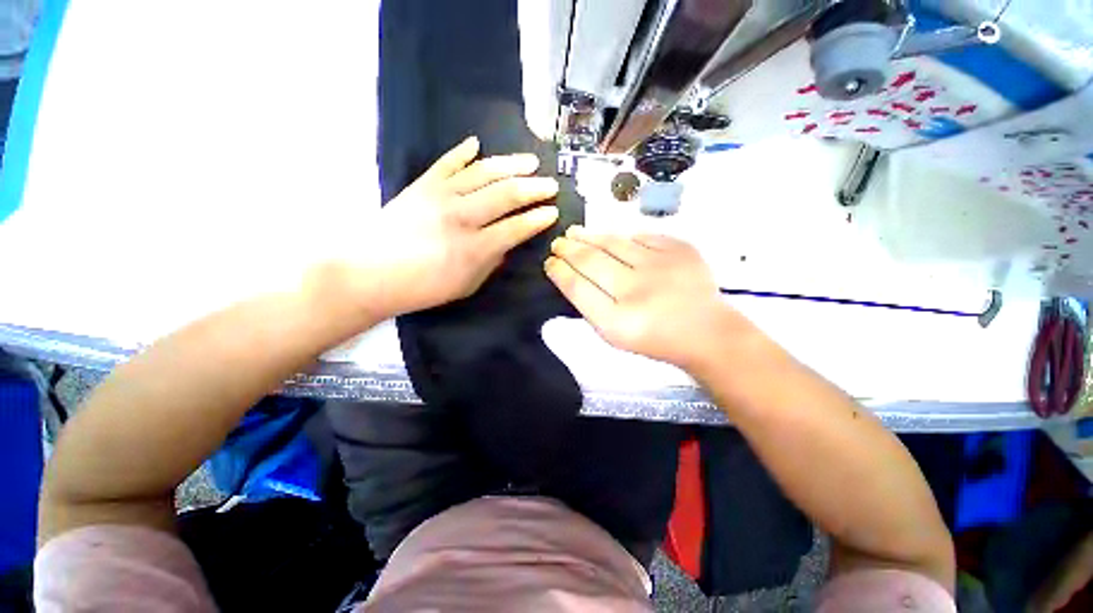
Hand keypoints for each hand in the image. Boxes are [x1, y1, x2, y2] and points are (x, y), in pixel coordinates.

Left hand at [335, 137, 559, 318]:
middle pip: (507, 194)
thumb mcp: (466, 286)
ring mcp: (441, 195)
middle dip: (534, 188)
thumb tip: (505, 244)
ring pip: (484, 172)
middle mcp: (463, 216)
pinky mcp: (422, 184)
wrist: (369, 272)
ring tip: (530, 161)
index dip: (538, 219)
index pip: (517, 227)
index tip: (553, 212)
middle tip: (551, 185)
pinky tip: (477, 144)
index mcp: (475, 248)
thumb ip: (491, 263)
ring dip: (511, 165)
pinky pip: (447, 162)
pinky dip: (463, 152)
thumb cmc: (422, 287)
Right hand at [546, 226, 735, 368]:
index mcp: (618, 321)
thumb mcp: (616, 337)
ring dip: (588, 236)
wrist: (706, 331)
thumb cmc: (655, 339)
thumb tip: (572, 276)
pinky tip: (611, 238)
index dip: (559, 271)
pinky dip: (622, 237)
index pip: (577, 287)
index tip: (550, 262)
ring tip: (574, 233)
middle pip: (591, 261)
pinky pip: (641, 236)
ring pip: (613, 242)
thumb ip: (592, 308)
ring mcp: (659, 266)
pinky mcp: (679, 249)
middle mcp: (636, 290)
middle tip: (557, 243)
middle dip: (567, 249)